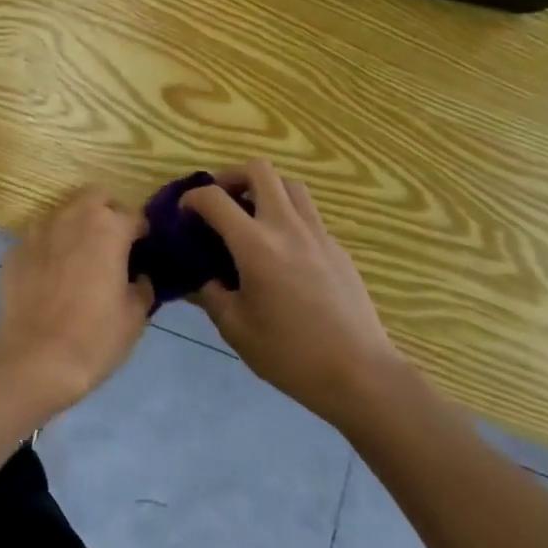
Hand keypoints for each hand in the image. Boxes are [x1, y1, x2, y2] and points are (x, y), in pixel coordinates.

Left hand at [0, 185, 153, 415]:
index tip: (144, 251)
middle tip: (113, 243)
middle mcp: (72, 217)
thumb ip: (142, 287)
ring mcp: (39, 230)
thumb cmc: (94, 337)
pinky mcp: (16, 248)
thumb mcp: (134, 317)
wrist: (34, 359)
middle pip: (96, 197)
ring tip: (80, 258)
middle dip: (108, 212)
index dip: (142, 233)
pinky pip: (40, 237)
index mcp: (108, 228)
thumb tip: (139, 276)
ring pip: (65, 213)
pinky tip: (51, 275)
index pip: (134, 216)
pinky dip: (50, 247)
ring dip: (77, 226)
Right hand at [183, 160, 404, 430]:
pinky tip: (284, 250)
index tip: (185, 213)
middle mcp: (286, 227)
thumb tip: (201, 276)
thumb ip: (211, 294)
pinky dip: (289, 216)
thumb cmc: (291, 355)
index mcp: (255, 245)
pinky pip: (309, 214)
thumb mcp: (236, 329)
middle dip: (232, 176)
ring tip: (253, 216)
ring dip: (265, 189)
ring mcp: (318, 234)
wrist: (363, 376)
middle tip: (222, 201)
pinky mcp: (338, 249)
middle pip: (259, 170)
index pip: (214, 198)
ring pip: (290, 184)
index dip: (192, 198)